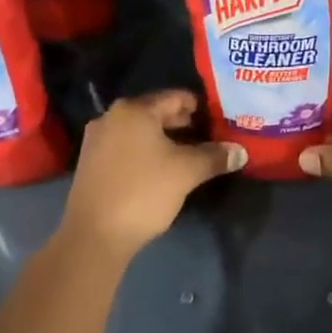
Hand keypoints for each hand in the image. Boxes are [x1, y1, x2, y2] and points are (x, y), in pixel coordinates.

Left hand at [59, 90, 244, 260]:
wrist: (94, 235)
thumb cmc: (143, 192)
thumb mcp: (186, 172)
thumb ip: (214, 157)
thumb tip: (240, 152)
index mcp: (134, 110)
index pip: (175, 97)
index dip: (199, 107)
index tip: (218, 120)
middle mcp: (111, 117)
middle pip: (155, 112)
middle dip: (182, 124)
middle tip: (207, 138)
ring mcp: (97, 140)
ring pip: (139, 132)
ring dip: (163, 140)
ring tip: (187, 156)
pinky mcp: (90, 163)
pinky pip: (125, 148)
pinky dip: (144, 152)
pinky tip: (160, 170)